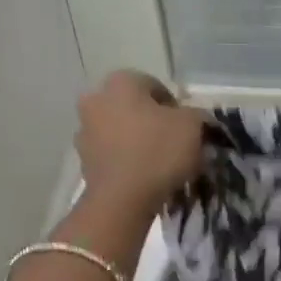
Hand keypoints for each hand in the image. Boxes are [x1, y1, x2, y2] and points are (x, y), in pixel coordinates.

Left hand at [76, 71, 209, 210]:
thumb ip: (197, 115)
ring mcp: (84, 130)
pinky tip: (142, 177)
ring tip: (158, 165)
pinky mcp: (82, 160)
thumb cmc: (158, 152)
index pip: (155, 86)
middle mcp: (96, 99)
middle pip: (133, 108)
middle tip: (174, 145)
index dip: (176, 107)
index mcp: (121, 82)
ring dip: (136, 141)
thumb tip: (195, 118)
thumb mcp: (193, 126)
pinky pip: (112, 154)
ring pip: (120, 131)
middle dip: (152, 123)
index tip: (188, 129)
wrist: (122, 198)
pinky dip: (125, 161)